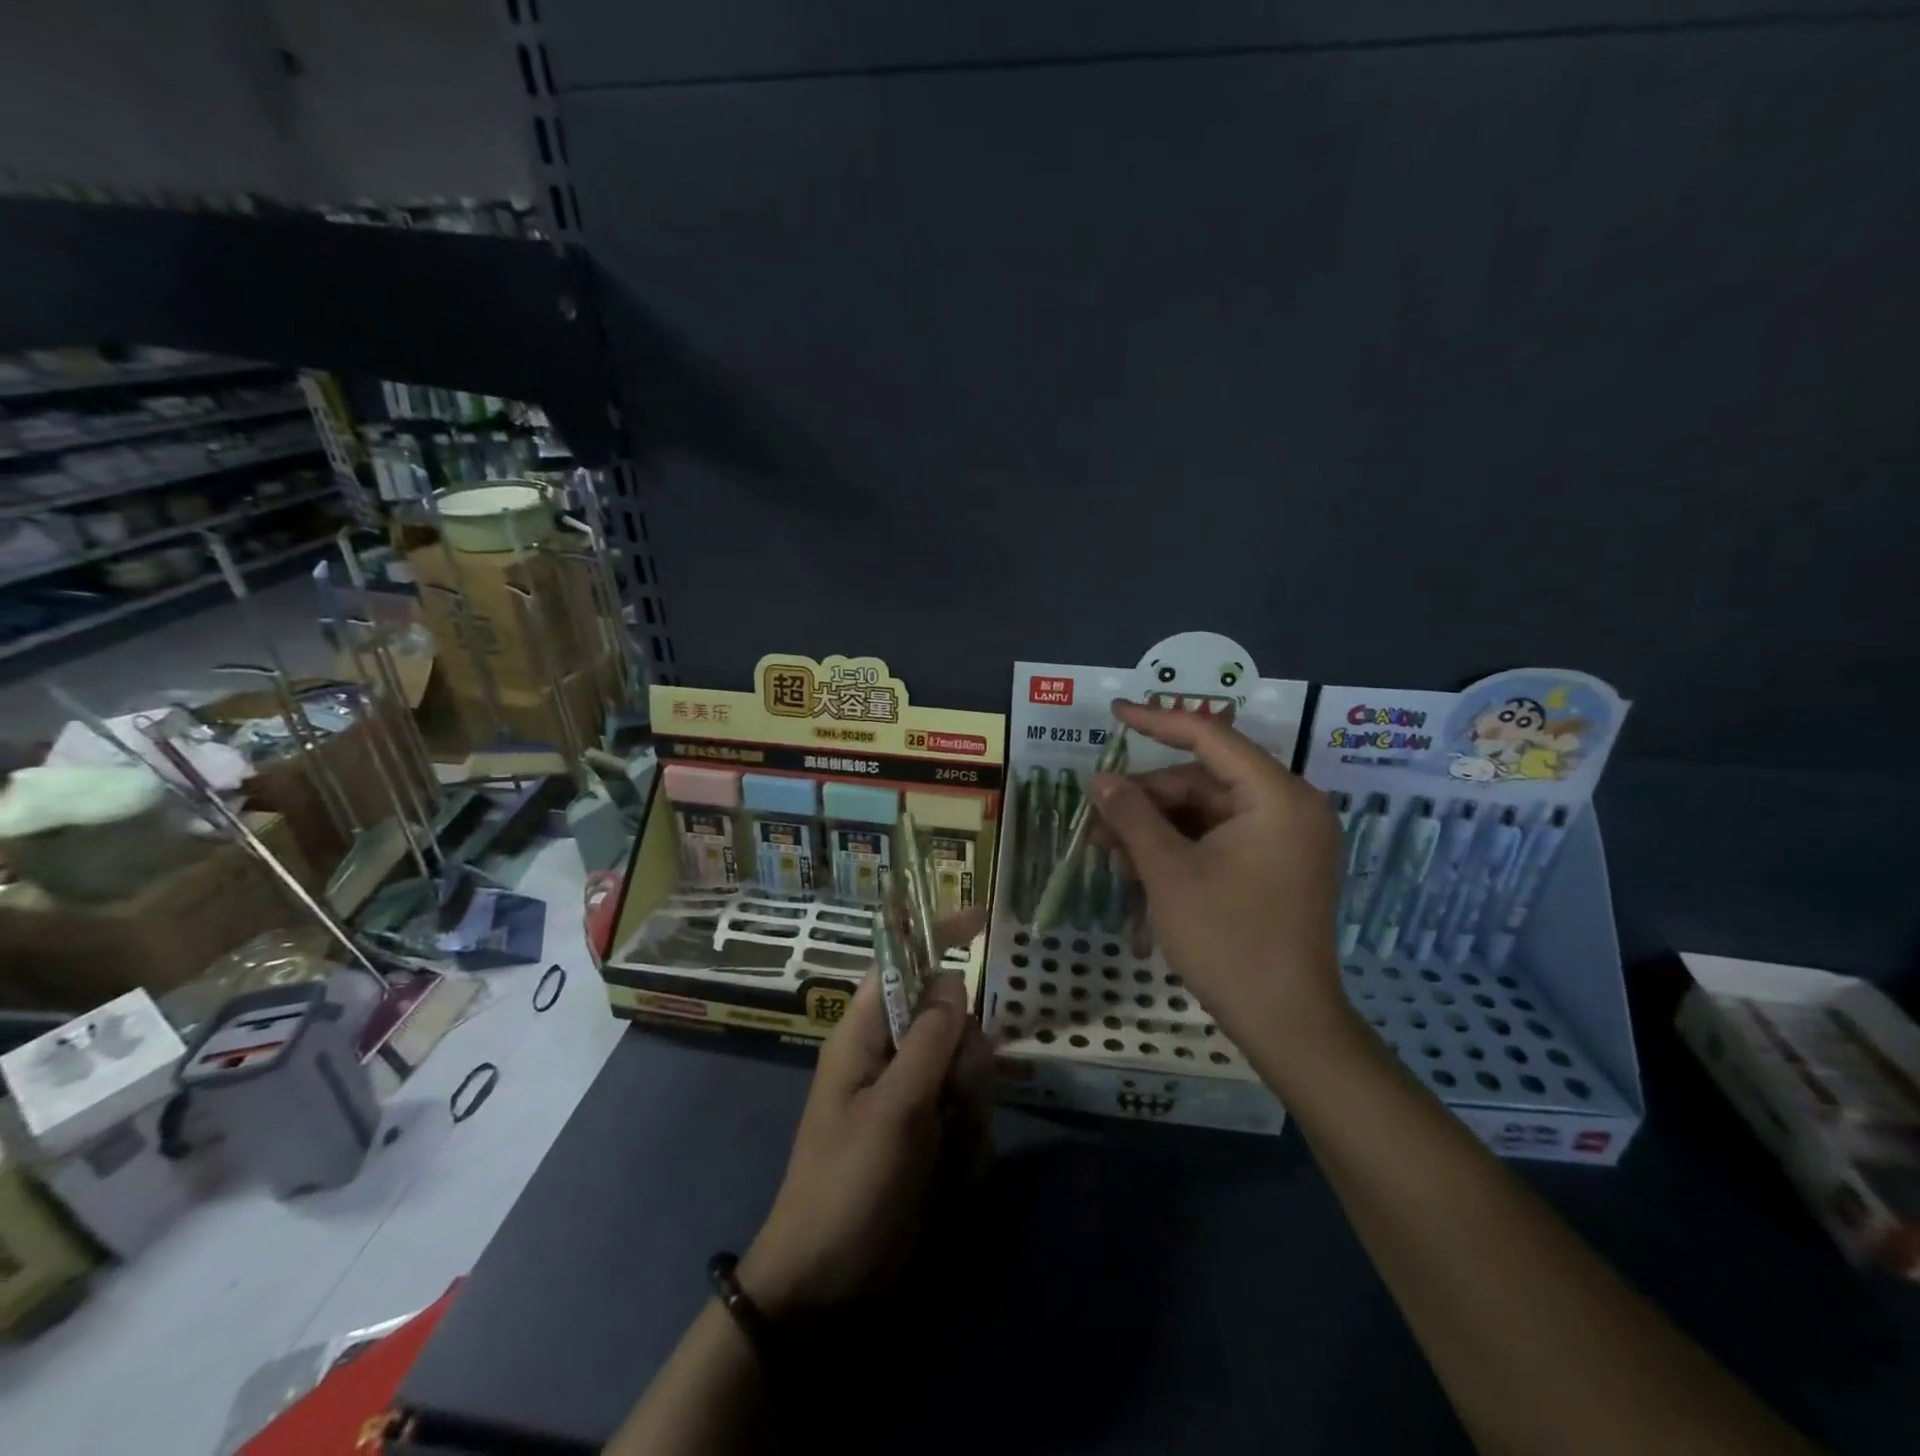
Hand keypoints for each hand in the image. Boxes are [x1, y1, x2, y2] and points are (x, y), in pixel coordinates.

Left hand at [739, 910, 992, 1318]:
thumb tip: (954, 979)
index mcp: (864, 1034)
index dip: (935, 936)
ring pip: (968, 1069)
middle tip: (954, 1099)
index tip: (981, 920)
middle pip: (951, 1020)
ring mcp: (913, 1096)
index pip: (900, 963)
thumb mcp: (894, 1109)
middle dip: (966, 1058)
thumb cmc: (849, 1184)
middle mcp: (890, 1055)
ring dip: (970, 1108)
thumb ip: (928, 1040)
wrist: (829, 1284)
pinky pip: (970, 1115)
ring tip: (947, 1149)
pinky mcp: (930, 1134)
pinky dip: (968, 1144)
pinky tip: (950, 1179)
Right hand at [1090, 699, 1352, 1063]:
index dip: (1157, 721)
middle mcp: (1290, 807)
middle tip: (1098, 824)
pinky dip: (1181, 848)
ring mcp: (1288, 839)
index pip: (1210, 737)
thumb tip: (1099, 779)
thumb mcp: (1168, 872)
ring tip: (1113, 855)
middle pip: (1203, 780)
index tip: (1114, 713)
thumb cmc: (1228, 940)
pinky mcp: (1279, 866)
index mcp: (1277, 796)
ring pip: (1207, 812)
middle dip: (1147, 800)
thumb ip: (1132, 815)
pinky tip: (1142, 870)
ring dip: (1157, 828)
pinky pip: (1221, 839)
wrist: (1287, 1023)